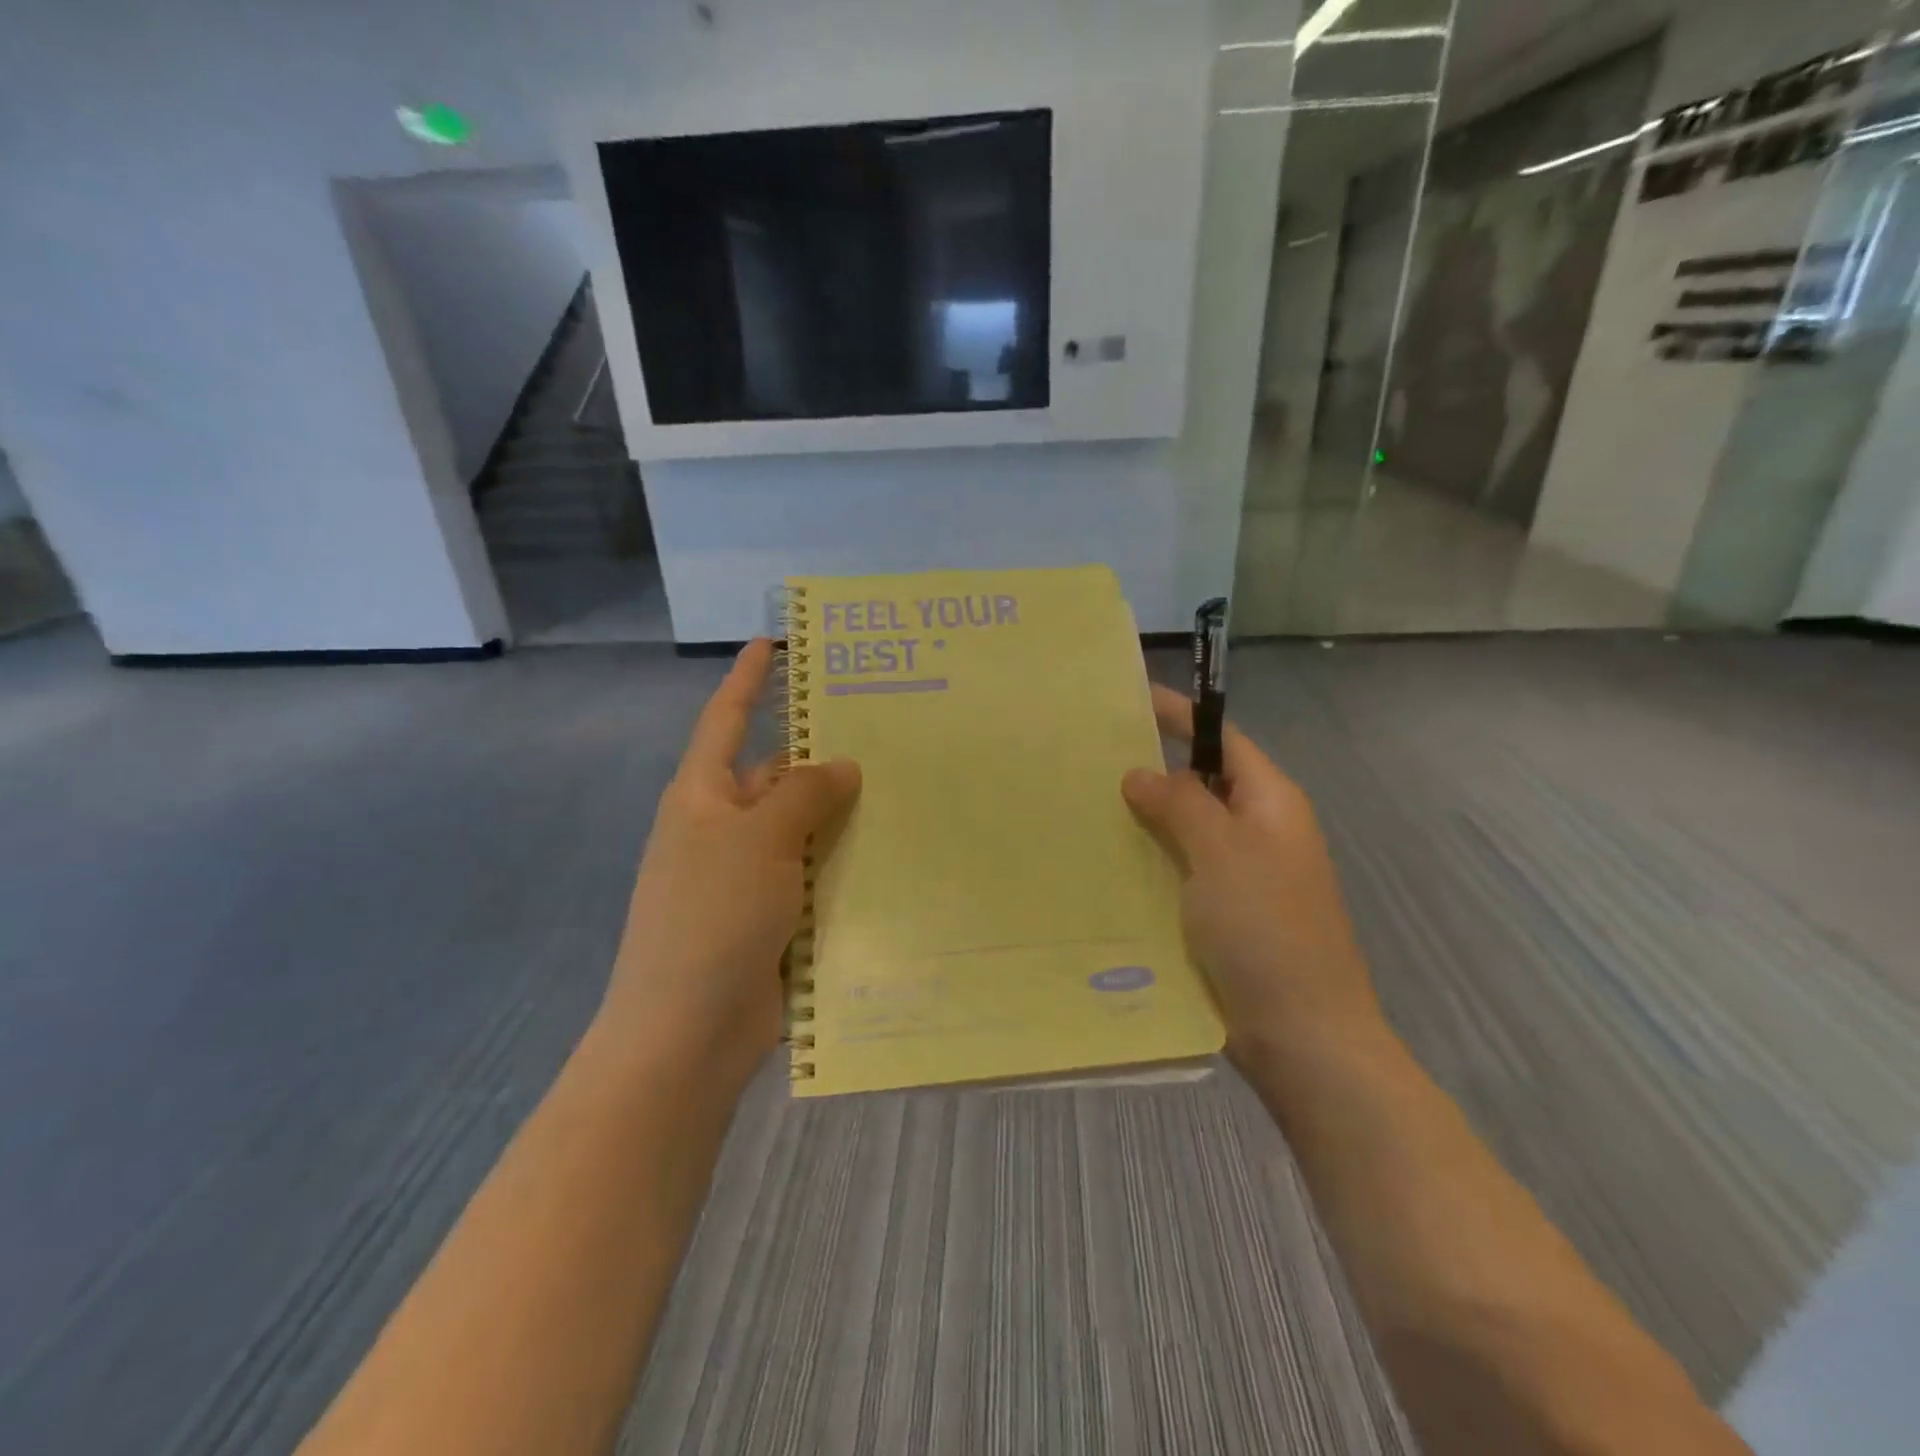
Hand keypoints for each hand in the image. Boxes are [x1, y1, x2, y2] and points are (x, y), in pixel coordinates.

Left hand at [596, 639, 860, 1091]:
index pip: (726, 720)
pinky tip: (893, 854)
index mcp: (703, 797)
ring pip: (802, 828)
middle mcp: (723, 829)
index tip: (772, 644)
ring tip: (904, 787)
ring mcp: (747, 876)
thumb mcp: (759, 840)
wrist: (686, 1032)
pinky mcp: (772, 917)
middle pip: (775, 775)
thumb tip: (843, 764)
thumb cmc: (712, 917)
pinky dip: (844, 862)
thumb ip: (804, 795)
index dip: (747, 680)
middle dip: (820, 755)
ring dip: (841, 813)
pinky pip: (814, 873)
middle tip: (884, 730)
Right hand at [1122, 684, 1384, 1066]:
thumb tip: (1140, 772)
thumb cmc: (1266, 929)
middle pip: (1203, 783)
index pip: (1223, 740)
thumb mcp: (1221, 853)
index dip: (1181, 717)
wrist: (1302, 1034)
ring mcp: (1241, 876)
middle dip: (1154, 769)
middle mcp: (1259, 832)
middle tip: (1091, 757)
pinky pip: (1180, 871)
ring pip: (1187, 830)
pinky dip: (1149, 860)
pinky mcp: (1223, 915)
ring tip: (1086, 804)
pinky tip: (1107, 863)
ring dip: (1146, 818)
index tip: (1131, 699)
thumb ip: (1181, 804)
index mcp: (1271, 804)